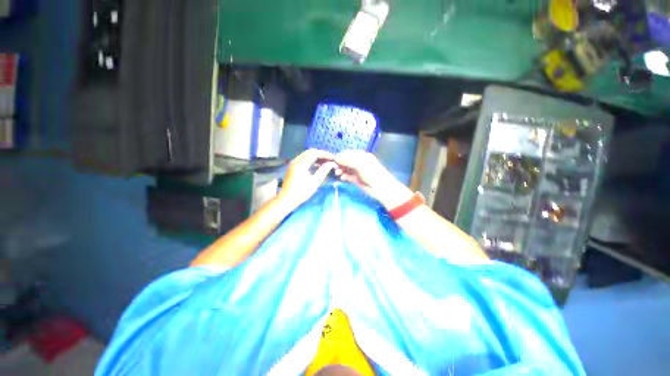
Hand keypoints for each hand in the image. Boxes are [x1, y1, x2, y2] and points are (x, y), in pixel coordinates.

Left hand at [278, 149, 336, 208]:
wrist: (287, 199)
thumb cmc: (301, 192)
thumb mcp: (315, 182)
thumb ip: (323, 171)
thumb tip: (331, 164)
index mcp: (301, 163)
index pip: (315, 153)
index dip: (325, 154)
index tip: (333, 158)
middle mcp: (296, 160)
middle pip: (311, 152)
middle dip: (321, 155)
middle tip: (331, 159)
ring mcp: (294, 163)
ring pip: (307, 155)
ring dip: (317, 157)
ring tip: (326, 162)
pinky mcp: (294, 167)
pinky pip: (304, 159)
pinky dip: (312, 160)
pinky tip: (318, 166)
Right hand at [334, 150, 412, 209]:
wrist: (381, 187)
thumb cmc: (371, 173)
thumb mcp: (359, 163)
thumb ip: (347, 160)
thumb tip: (337, 158)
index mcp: (361, 156)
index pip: (348, 153)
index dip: (341, 156)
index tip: (334, 160)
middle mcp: (359, 162)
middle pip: (346, 161)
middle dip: (340, 164)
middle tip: (335, 168)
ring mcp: (358, 171)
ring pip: (346, 169)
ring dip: (341, 170)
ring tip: (338, 174)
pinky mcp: (357, 179)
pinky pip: (348, 176)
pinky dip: (345, 176)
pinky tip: (342, 178)